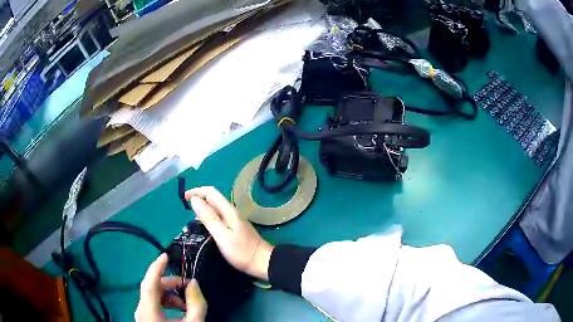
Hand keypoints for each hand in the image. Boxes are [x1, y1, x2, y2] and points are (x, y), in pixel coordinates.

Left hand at [135, 254, 206, 321]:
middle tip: (188, 286)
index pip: (149, 283)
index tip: (167, 256)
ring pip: (153, 296)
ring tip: (186, 304)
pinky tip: (179, 311)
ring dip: (170, 295)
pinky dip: (166, 303)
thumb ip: (196, 304)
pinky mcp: (146, 319)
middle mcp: (141, 310)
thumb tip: (193, 283)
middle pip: (152, 288)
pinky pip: (154, 304)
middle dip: (170, 284)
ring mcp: (142, 315)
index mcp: (149, 311)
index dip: (157, 267)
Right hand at [185, 186, 273, 280]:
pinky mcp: (235, 227)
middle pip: (213, 198)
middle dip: (199, 198)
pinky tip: (205, 225)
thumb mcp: (221, 235)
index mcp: (228, 210)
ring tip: (192, 217)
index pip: (211, 192)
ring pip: (216, 207)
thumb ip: (208, 217)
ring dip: (203, 207)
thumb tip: (194, 199)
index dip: (196, 191)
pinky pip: (219, 216)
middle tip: (186, 208)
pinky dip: (209, 216)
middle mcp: (232, 211)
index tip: (184, 198)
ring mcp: (234, 219)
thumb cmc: (241, 251)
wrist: (262, 262)